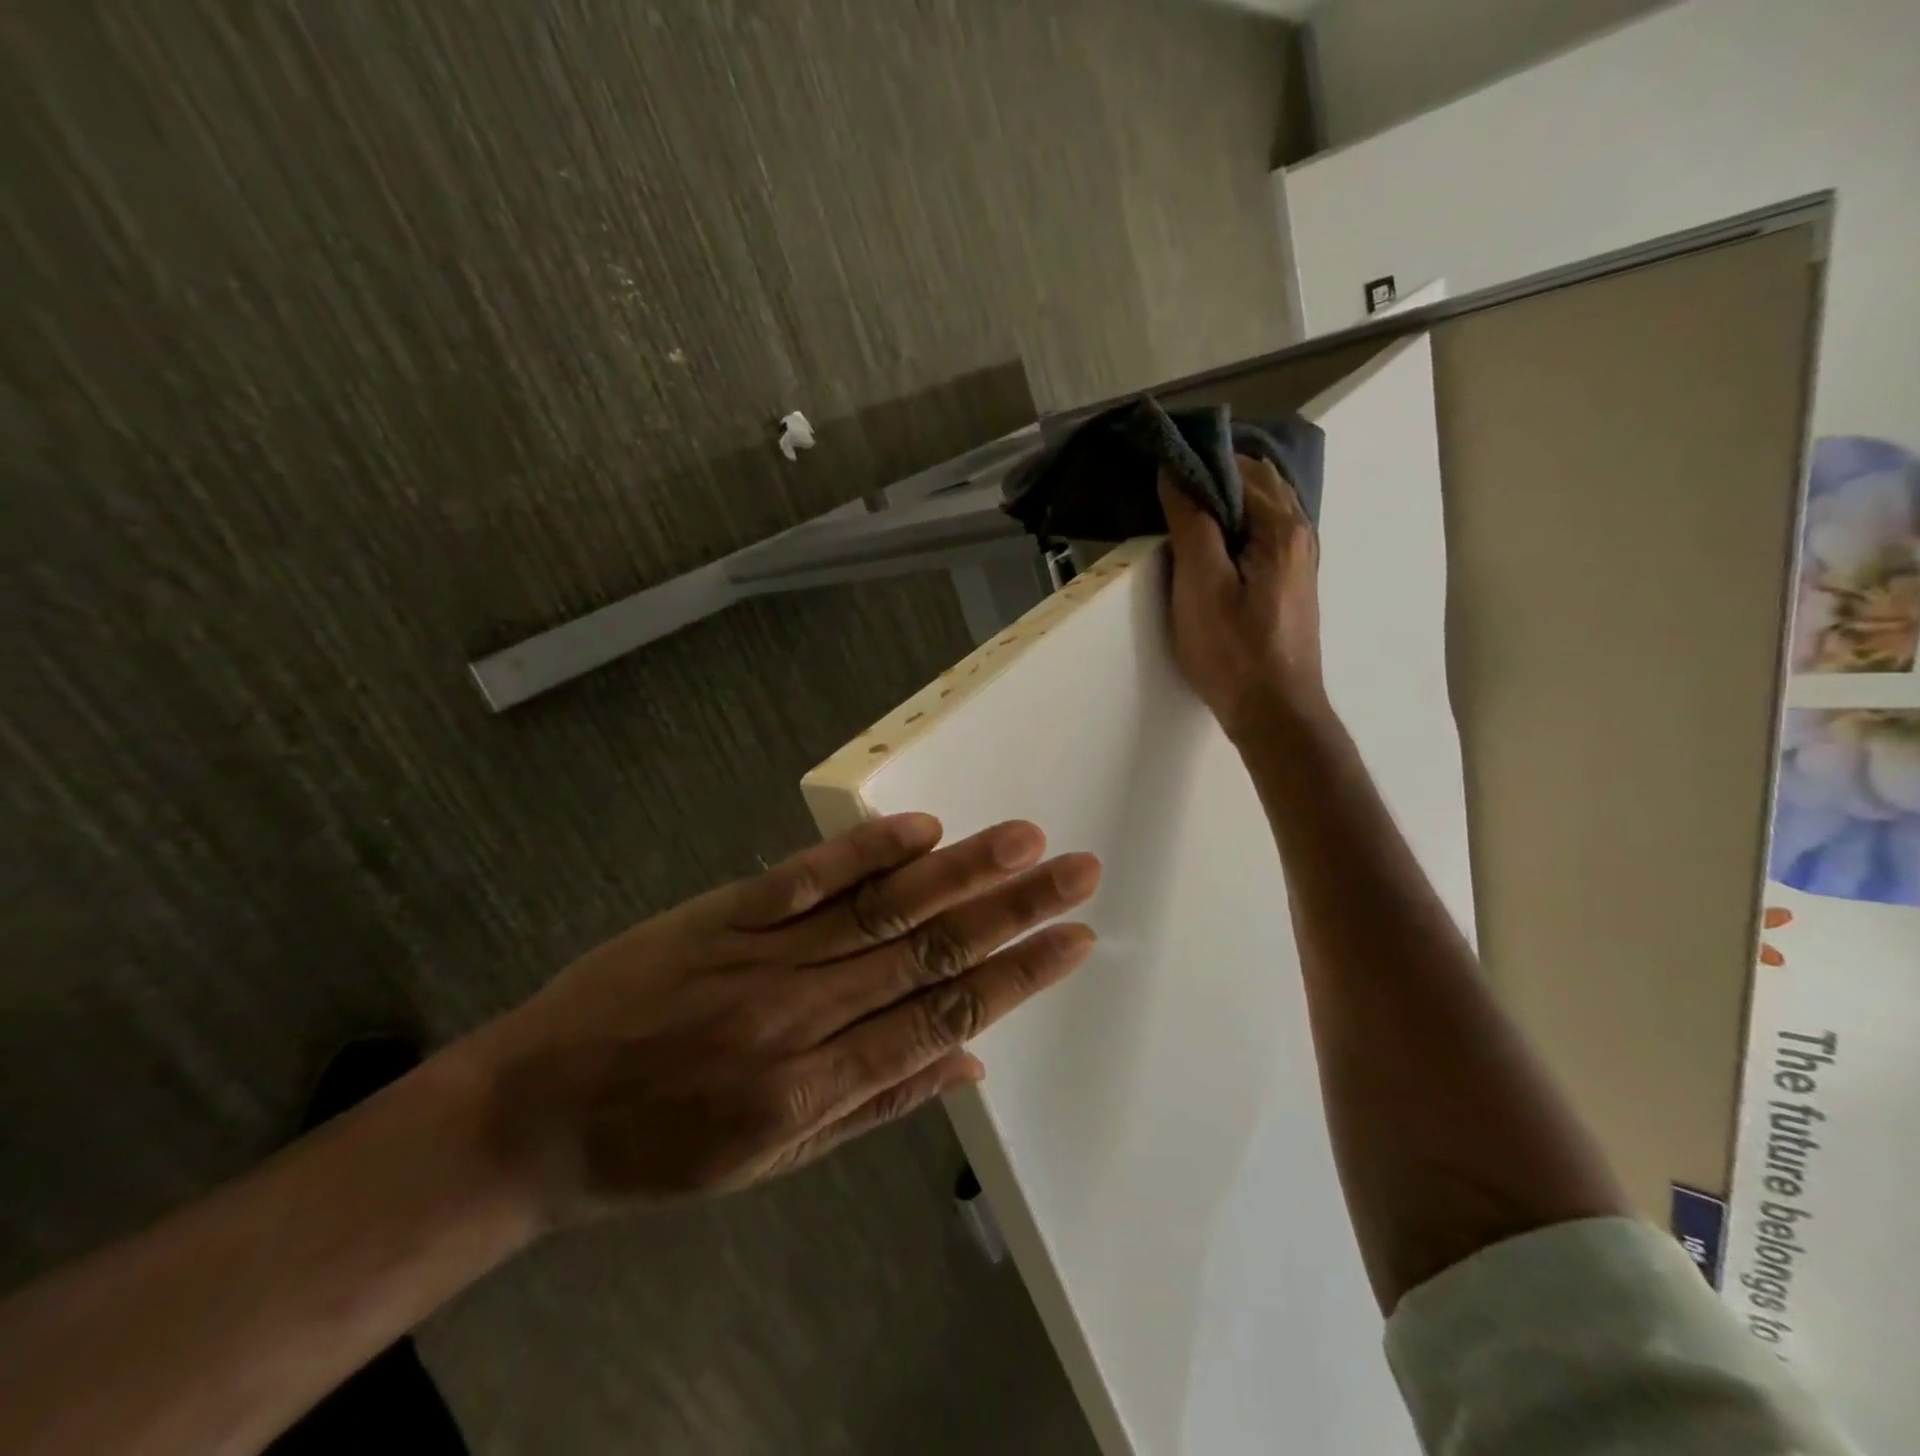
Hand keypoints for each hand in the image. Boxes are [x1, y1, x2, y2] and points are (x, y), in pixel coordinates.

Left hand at [457, 814, 1100, 1223]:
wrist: (530, 1113)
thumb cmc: (656, 1151)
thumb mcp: (769, 1162)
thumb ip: (876, 1108)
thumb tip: (968, 1062)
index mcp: (817, 1089)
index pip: (944, 1015)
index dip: (1018, 976)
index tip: (1075, 939)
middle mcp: (802, 1015)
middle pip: (929, 953)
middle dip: (1014, 909)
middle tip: (1077, 872)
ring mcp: (761, 955)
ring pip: (881, 908)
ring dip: (960, 871)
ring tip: (1022, 841)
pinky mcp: (721, 913)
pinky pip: (804, 878)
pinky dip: (865, 852)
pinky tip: (920, 829)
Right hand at [1158, 454, 1324, 740]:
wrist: (1274, 712)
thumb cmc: (1234, 651)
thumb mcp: (1201, 586)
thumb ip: (1192, 523)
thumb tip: (1176, 473)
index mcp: (1281, 527)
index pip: (1239, 467)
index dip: (1197, 460)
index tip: (1157, 465)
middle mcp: (1299, 533)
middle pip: (1256, 481)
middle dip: (1212, 474)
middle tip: (1164, 485)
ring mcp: (1298, 559)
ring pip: (1261, 507)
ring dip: (1224, 499)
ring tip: (1179, 508)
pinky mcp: (1289, 582)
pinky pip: (1262, 532)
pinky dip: (1235, 523)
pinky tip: (1208, 541)